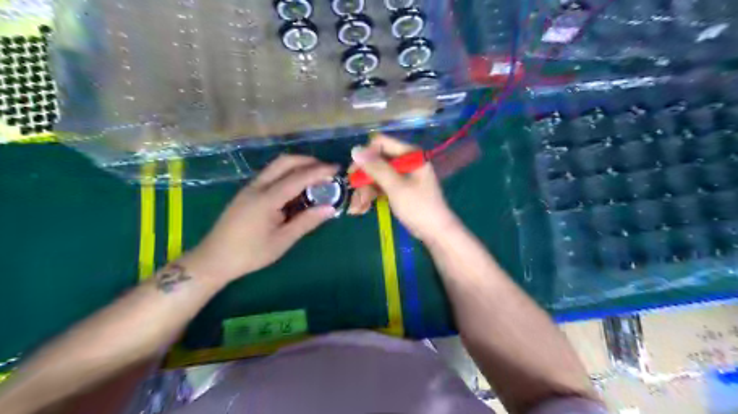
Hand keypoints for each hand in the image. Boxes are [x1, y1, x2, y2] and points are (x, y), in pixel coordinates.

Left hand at [182, 155, 337, 284]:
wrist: (214, 259)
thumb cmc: (250, 253)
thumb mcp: (282, 240)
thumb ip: (306, 222)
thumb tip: (330, 208)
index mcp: (267, 199)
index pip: (297, 177)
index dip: (319, 171)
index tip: (336, 169)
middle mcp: (257, 187)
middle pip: (284, 162)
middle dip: (307, 161)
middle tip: (326, 170)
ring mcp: (249, 188)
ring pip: (276, 166)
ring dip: (297, 166)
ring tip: (315, 177)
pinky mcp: (246, 193)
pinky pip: (270, 175)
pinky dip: (287, 174)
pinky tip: (296, 189)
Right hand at [349, 134, 459, 242]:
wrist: (435, 232)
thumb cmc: (419, 207)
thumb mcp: (396, 187)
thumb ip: (376, 168)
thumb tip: (355, 150)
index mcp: (409, 154)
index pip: (380, 144)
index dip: (365, 156)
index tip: (354, 173)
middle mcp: (404, 161)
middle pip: (375, 162)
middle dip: (363, 180)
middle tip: (353, 195)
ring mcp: (401, 176)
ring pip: (375, 177)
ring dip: (364, 191)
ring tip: (357, 209)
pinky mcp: (398, 188)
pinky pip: (380, 187)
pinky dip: (371, 197)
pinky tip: (362, 209)